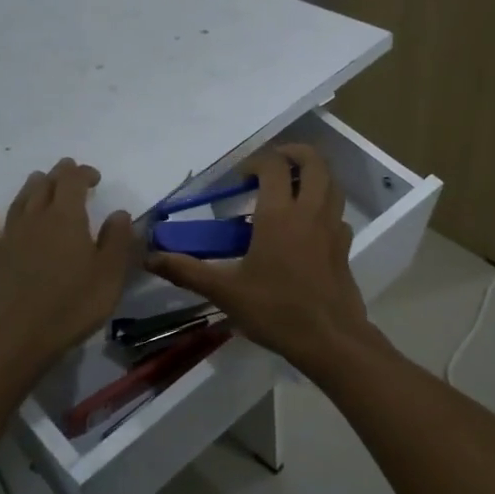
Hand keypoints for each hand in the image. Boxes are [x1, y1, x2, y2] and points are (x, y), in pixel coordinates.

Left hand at [0, 158, 135, 380]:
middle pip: (44, 187)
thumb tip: (120, 213)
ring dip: (29, 189)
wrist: (13, 340)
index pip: (72, 182)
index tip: (95, 178)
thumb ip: (117, 240)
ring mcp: (6, 239)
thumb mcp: (109, 275)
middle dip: (57, 176)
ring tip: (37, 182)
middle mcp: (34, 220)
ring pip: (17, 203)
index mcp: (66, 218)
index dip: (83, 173)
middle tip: (67, 172)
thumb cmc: (71, 306)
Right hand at [146, 145, 379, 369]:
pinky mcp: (344, 247)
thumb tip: (150, 258)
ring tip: (293, 186)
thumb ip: (187, 271)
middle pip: (314, 162)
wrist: (329, 340)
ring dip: (314, 175)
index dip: (257, 162)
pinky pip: (338, 213)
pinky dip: (325, 207)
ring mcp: (332, 228)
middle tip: (274, 163)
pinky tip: (309, 225)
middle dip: (294, 153)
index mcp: (279, 215)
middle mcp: (310, 212)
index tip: (241, 178)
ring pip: (332, 183)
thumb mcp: (225, 292)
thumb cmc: (276, 311)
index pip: (273, 167)